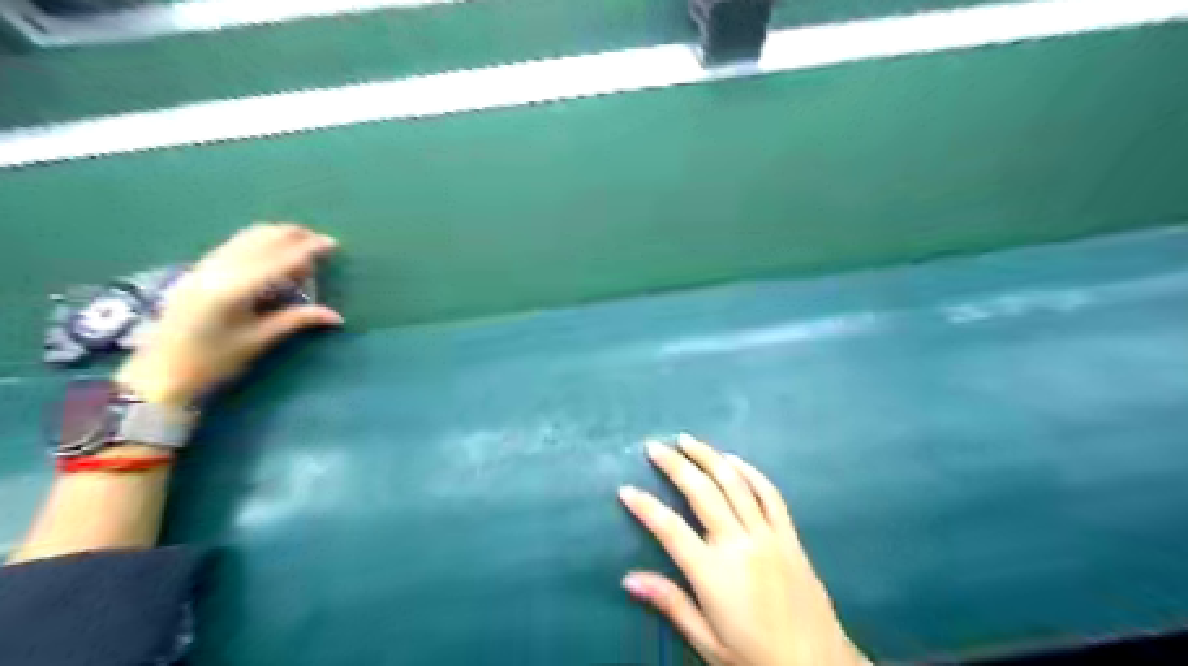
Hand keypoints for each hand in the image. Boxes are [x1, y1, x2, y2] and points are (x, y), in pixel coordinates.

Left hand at [114, 225, 341, 405]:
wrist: (158, 375)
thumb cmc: (212, 362)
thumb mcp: (258, 341)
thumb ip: (297, 320)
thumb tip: (336, 316)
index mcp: (235, 289)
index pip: (280, 259)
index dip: (308, 249)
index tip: (332, 243)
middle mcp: (218, 270)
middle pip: (261, 240)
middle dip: (293, 236)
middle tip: (320, 240)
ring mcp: (203, 268)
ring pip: (245, 238)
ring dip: (276, 236)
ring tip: (300, 242)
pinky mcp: (196, 271)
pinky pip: (233, 246)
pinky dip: (257, 242)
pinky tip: (270, 251)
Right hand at [618, 433, 870, 665]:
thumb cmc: (756, 657)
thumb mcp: (707, 641)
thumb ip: (670, 603)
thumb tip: (628, 578)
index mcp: (713, 573)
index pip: (670, 529)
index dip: (645, 507)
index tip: (625, 489)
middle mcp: (739, 544)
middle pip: (701, 492)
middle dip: (674, 465)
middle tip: (654, 447)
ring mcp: (767, 535)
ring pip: (734, 483)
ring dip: (708, 457)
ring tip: (688, 441)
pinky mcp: (789, 536)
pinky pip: (769, 494)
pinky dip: (750, 472)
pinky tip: (733, 461)